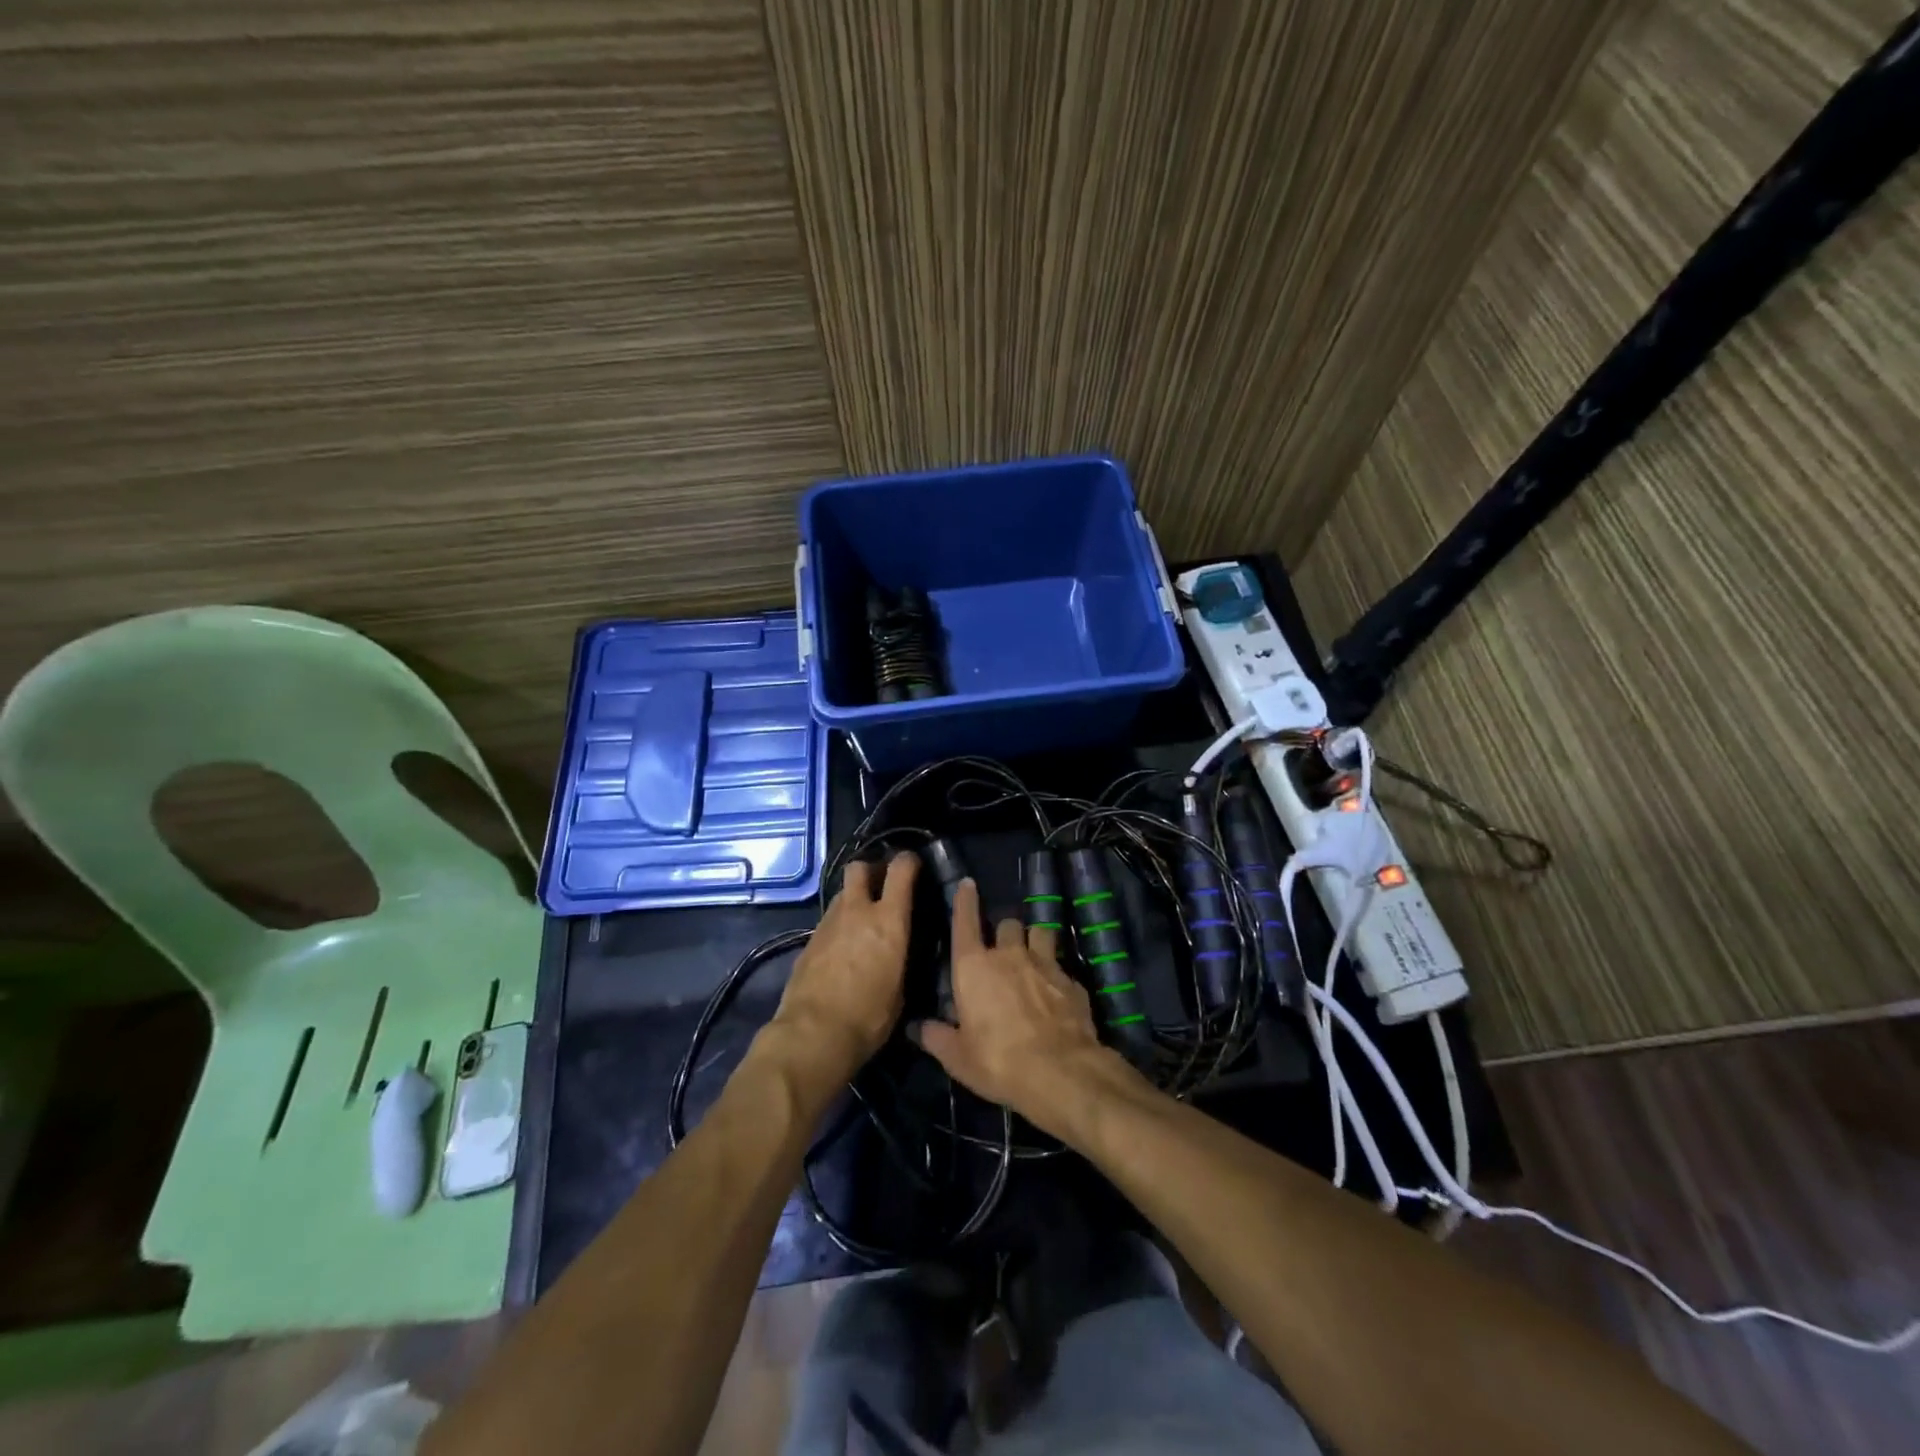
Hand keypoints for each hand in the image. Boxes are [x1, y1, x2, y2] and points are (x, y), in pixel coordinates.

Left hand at [770, 852, 918, 1079]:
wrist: (813, 1035)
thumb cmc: (868, 1017)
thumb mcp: (900, 990)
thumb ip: (900, 957)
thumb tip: (898, 950)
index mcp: (888, 920)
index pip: (900, 870)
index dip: (908, 861)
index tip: (914, 865)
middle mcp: (857, 912)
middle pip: (859, 868)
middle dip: (871, 870)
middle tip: (881, 885)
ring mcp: (828, 923)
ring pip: (842, 894)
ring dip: (854, 898)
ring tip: (862, 919)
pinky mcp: (808, 941)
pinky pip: (829, 920)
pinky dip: (839, 924)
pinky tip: (843, 947)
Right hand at [912, 878, 1126, 1131]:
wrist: (1060, 1072)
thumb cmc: (998, 1062)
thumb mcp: (958, 1058)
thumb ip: (937, 1037)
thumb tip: (917, 1027)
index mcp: (973, 967)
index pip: (965, 922)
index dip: (965, 901)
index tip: (968, 884)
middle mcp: (1008, 955)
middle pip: (1006, 924)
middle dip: (1003, 932)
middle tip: (1002, 950)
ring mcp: (1044, 963)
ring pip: (1039, 932)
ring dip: (1034, 940)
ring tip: (1033, 956)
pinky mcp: (1071, 979)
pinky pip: (1060, 964)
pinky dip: (1056, 973)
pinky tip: (1056, 992)